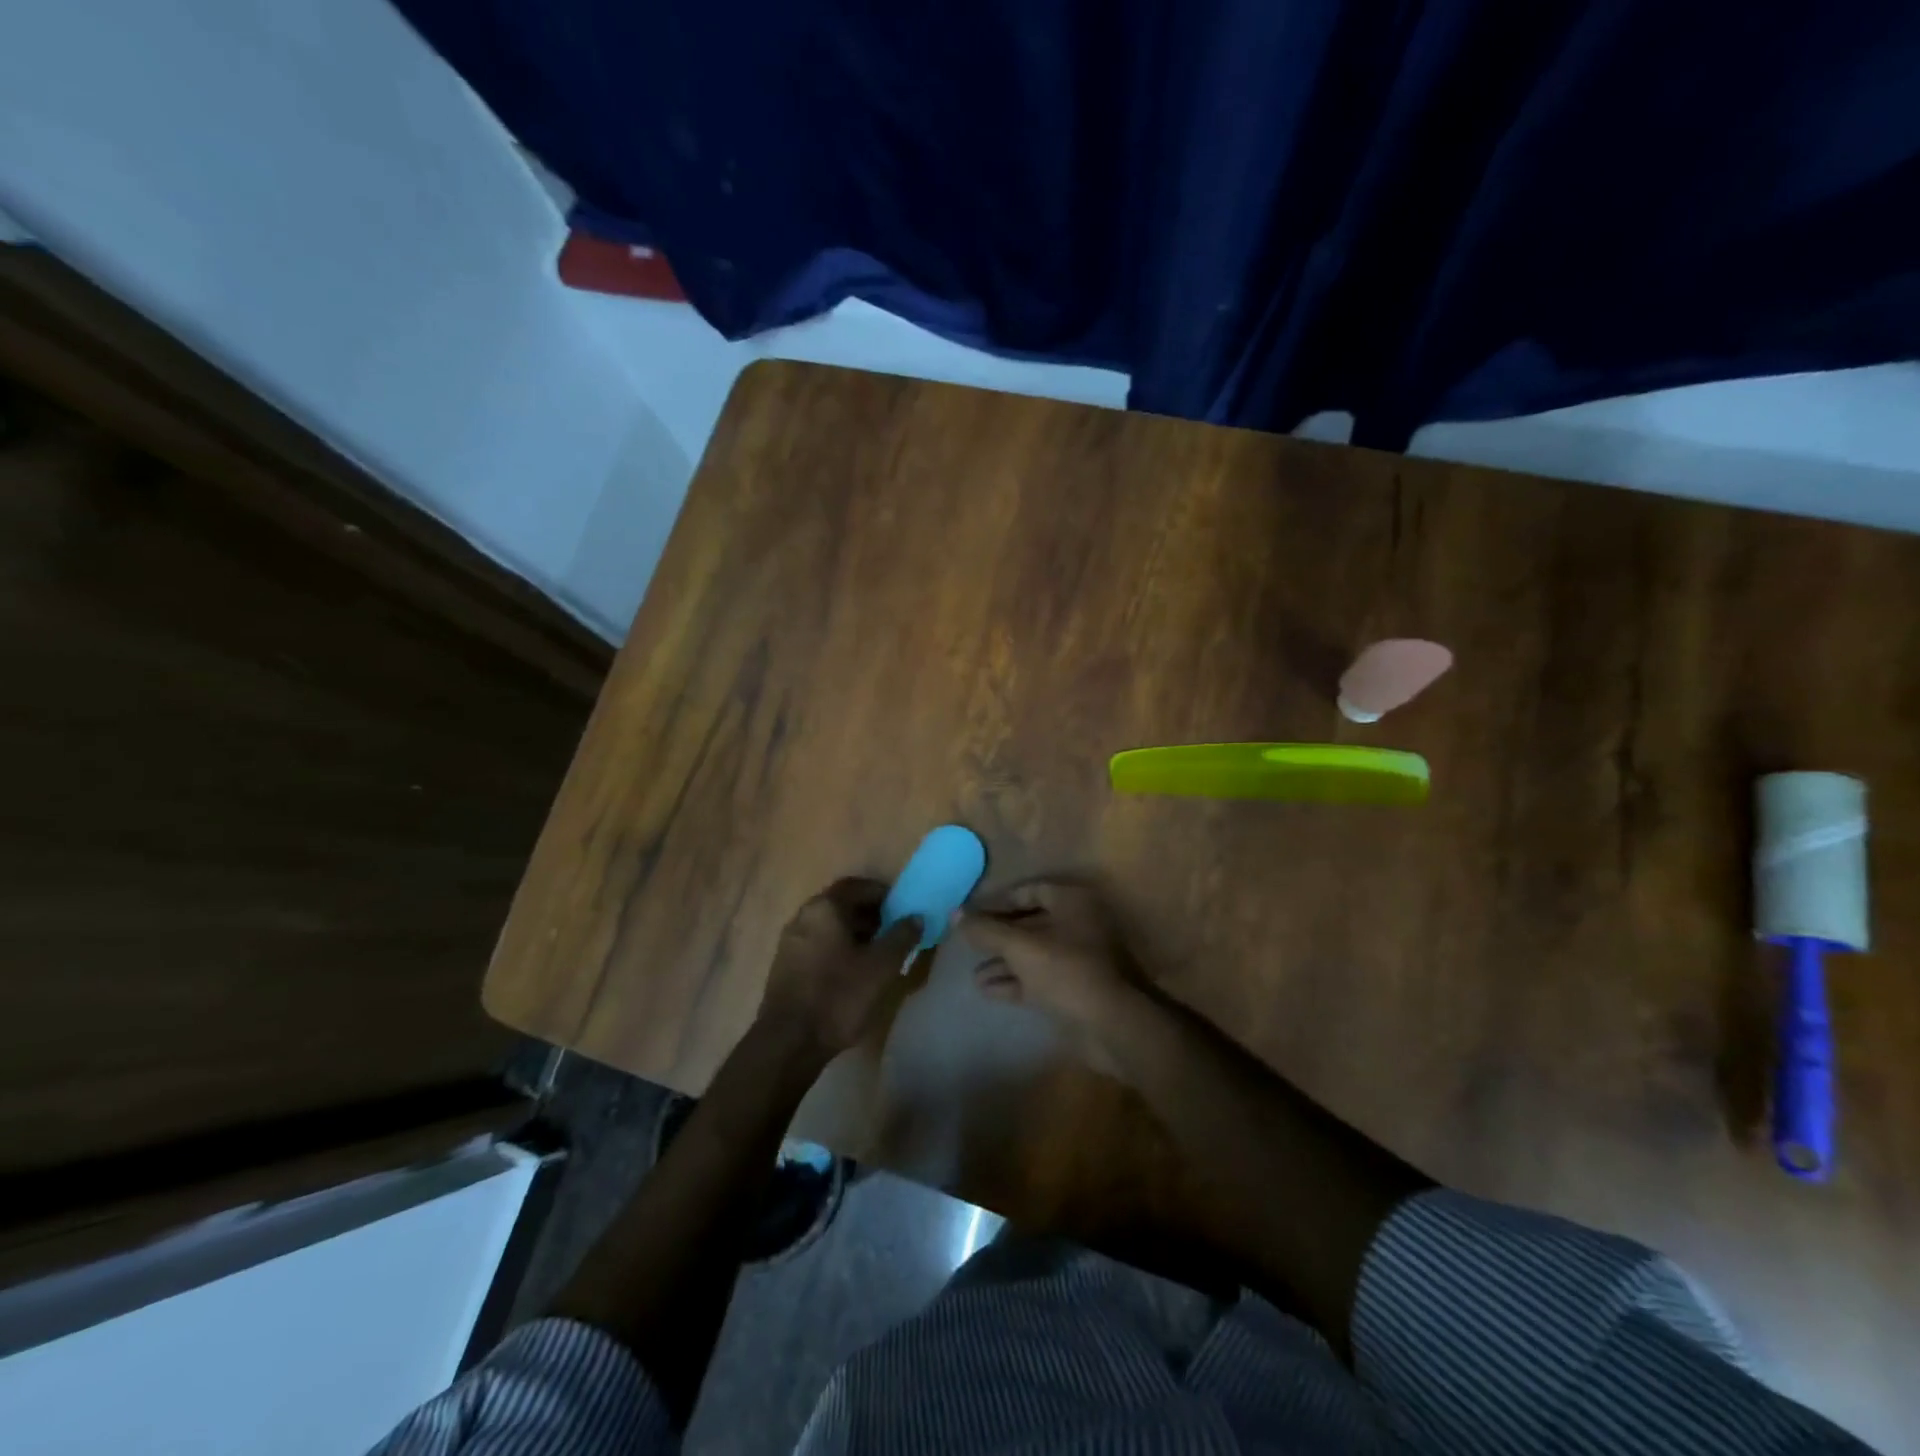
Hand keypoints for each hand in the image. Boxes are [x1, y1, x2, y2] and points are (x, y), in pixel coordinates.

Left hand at [758, 878, 922, 1061]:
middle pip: (841, 905)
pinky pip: (817, 945)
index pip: (857, 886)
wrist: (789, 1042)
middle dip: (870, 915)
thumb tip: (916, 917)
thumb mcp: (881, 967)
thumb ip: (901, 937)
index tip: (902, 909)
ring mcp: (790, 942)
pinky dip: (837, 949)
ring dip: (854, 933)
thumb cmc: (839, 997)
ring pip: (828, 927)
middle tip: (894, 932)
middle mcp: (803, 917)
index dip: (882, 894)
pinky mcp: (785, 966)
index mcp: (824, 908)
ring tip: (878, 954)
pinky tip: (853, 972)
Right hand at [956, 880, 1145, 1033]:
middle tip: (969, 945)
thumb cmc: (1066, 971)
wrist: (1113, 1025)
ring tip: (973, 974)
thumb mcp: (1020, 947)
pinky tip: (987, 990)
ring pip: (1035, 953)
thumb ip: (986, 930)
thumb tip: (954, 913)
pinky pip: (1041, 977)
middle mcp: (1079, 923)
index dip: (998, 902)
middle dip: (998, 936)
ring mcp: (1080, 957)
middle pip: (1031, 923)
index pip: (1029, 891)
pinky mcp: (1078, 988)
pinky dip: (1017, 981)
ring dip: (1004, 962)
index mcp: (1072, 902)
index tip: (971, 915)